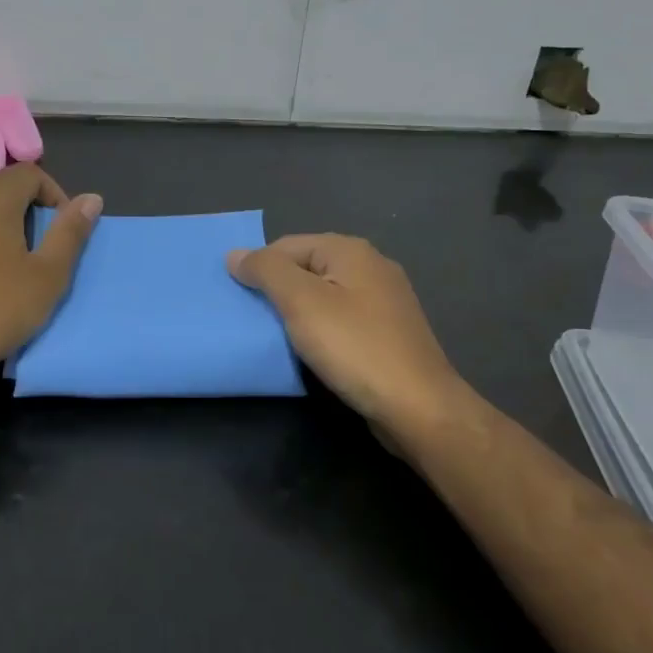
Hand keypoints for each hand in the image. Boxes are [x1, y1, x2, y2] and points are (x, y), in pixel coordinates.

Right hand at [228, 234, 468, 447]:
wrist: (417, 407)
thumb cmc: (354, 347)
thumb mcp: (301, 302)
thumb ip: (266, 271)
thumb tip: (235, 254)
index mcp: (350, 250)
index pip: (287, 245)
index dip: (259, 268)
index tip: (241, 302)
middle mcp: (371, 266)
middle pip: (306, 268)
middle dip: (278, 290)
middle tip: (255, 320)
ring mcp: (385, 300)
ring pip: (325, 295)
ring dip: (298, 312)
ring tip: (278, 337)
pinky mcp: (389, 332)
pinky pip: (342, 319)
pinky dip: (322, 330)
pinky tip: (313, 351)